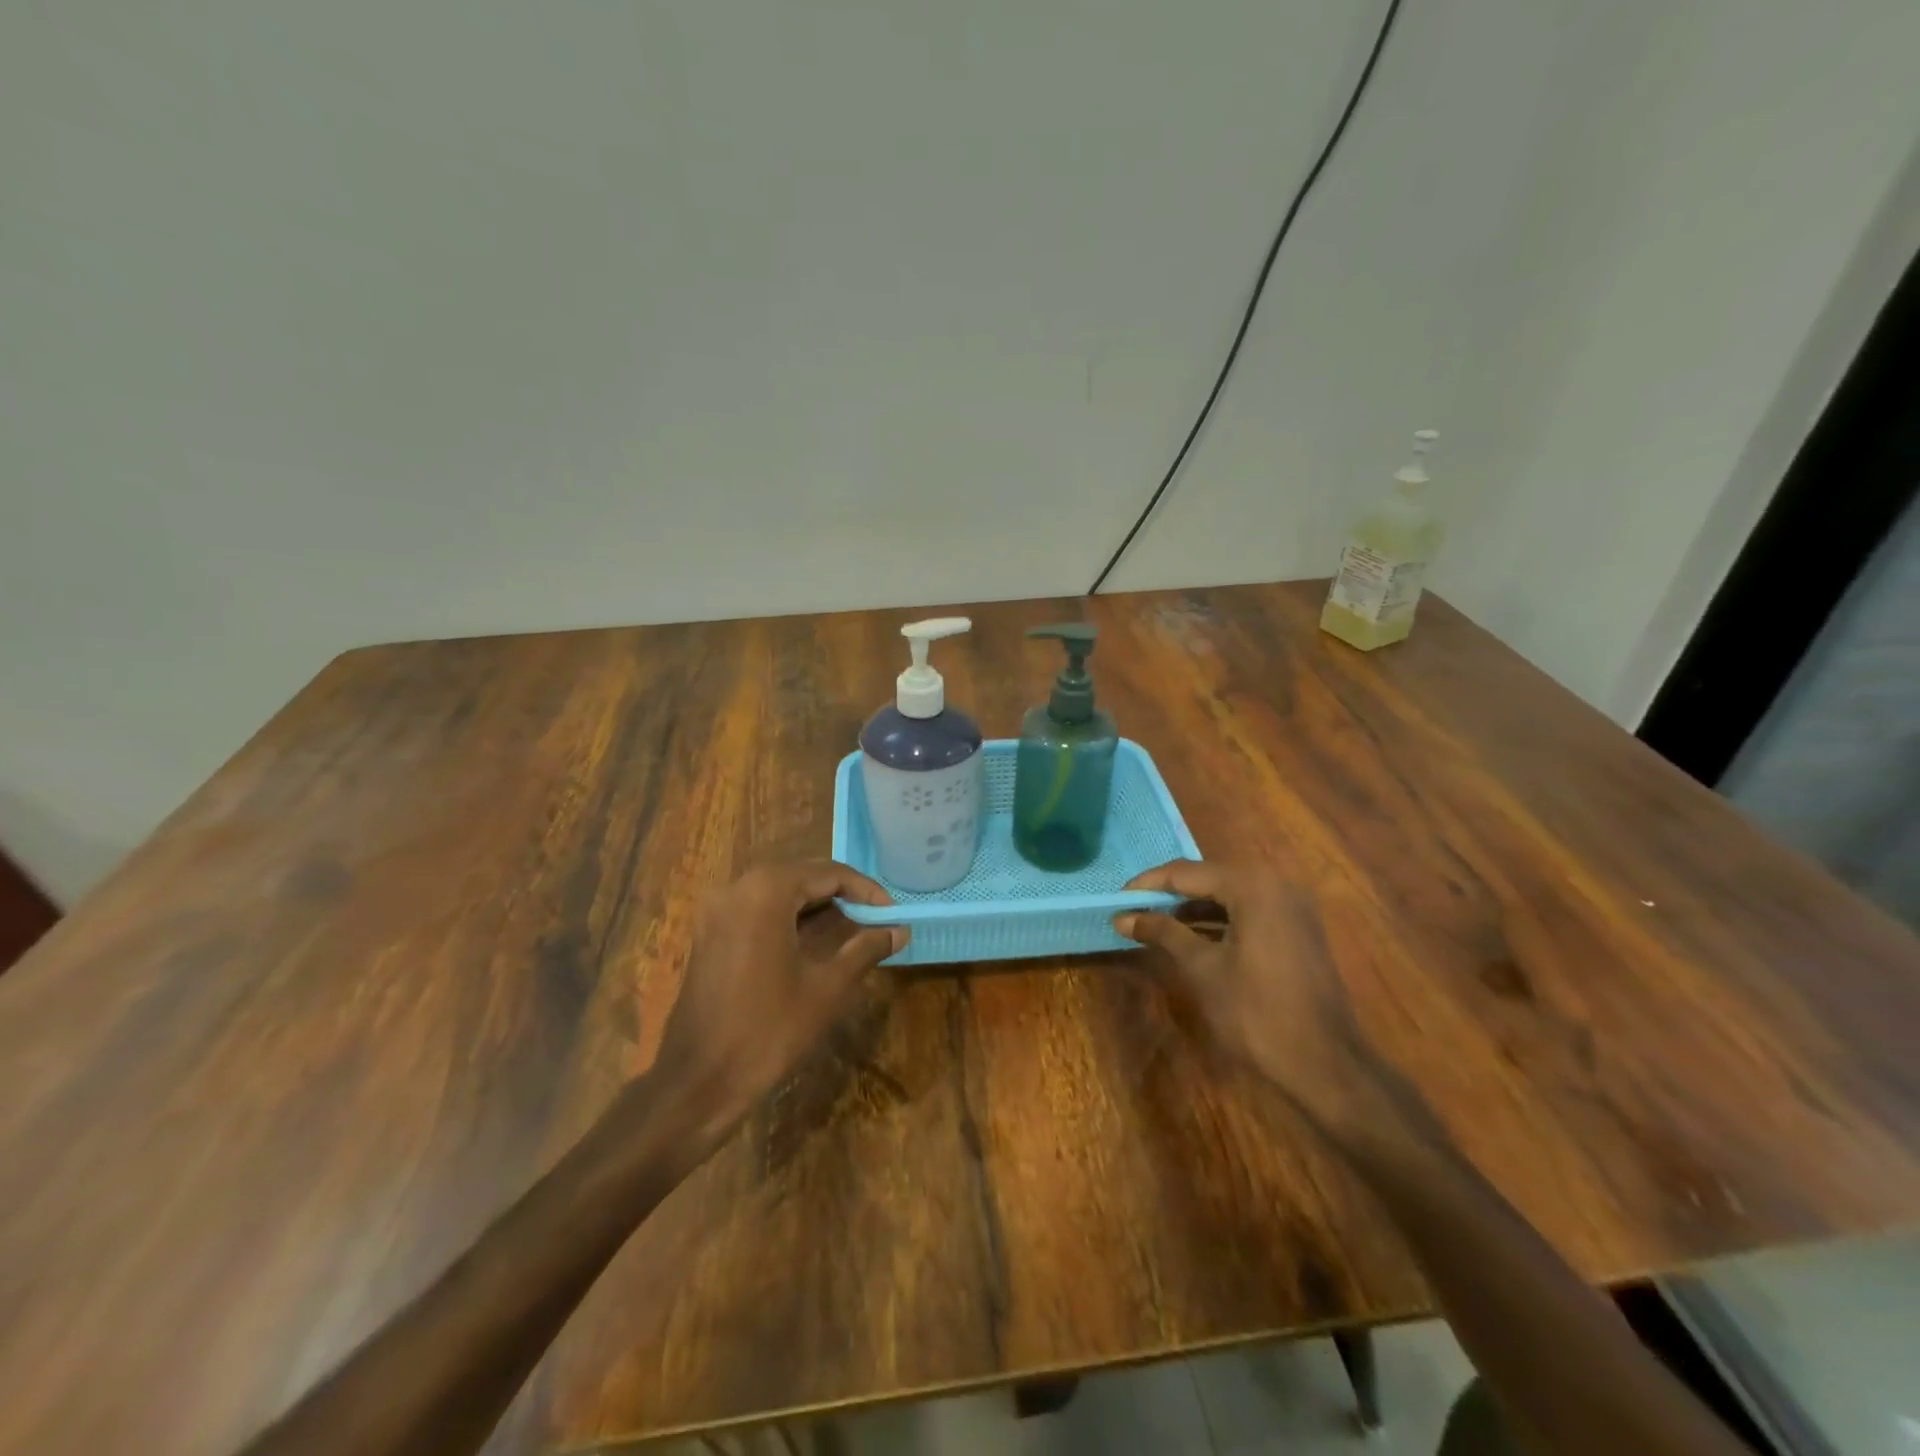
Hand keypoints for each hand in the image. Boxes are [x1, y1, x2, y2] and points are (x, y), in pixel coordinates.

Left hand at [649, 860, 903, 1146]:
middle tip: (878, 920)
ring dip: (818, 907)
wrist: (698, 1082)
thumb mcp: (828, 988)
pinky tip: (817, 941)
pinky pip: (759, 910)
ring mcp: (717, 910)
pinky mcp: (710, 934)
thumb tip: (900, 931)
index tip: (894, 913)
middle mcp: (738, 888)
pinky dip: (791, 918)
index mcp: (767, 891)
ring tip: (855, 929)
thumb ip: (866, 949)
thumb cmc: (769, 1031)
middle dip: (843, 895)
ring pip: (781, 892)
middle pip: (803, 876)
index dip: (867, 891)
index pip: (829, 873)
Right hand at [1116, 861, 1383, 1126]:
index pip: (1187, 872)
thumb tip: (1122, 917)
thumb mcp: (1202, 969)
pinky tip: (1192, 937)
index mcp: (1253, 887)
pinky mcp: (1298, 930)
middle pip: (1209, 878)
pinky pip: (1249, 912)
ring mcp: (1292, 907)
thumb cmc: (1256, 1013)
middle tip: (1133, 911)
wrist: (1325, 1065)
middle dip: (1169, 895)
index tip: (1116, 900)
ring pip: (1229, 895)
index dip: (1148, 884)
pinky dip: (1219, 920)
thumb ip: (1163, 933)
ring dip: (1192, 908)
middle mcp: (1277, 885)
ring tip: (1155, 924)